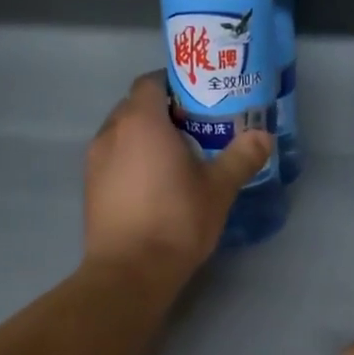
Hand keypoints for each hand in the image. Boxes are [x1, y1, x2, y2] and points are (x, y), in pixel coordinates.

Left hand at [83, 73, 273, 279]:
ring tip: (176, 159)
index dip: (175, 85)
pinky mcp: (90, 188)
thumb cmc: (176, 221)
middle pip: (135, 107)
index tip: (200, 100)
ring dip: (145, 139)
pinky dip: (131, 161)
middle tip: (195, 130)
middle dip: (163, 113)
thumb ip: (241, 157)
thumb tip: (264, 136)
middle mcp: (111, 132)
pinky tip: (154, 186)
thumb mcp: (218, 189)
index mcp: (141, 122)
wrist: (129, 272)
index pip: (151, 82)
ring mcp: (94, 161)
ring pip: (122, 134)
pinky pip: (113, 160)